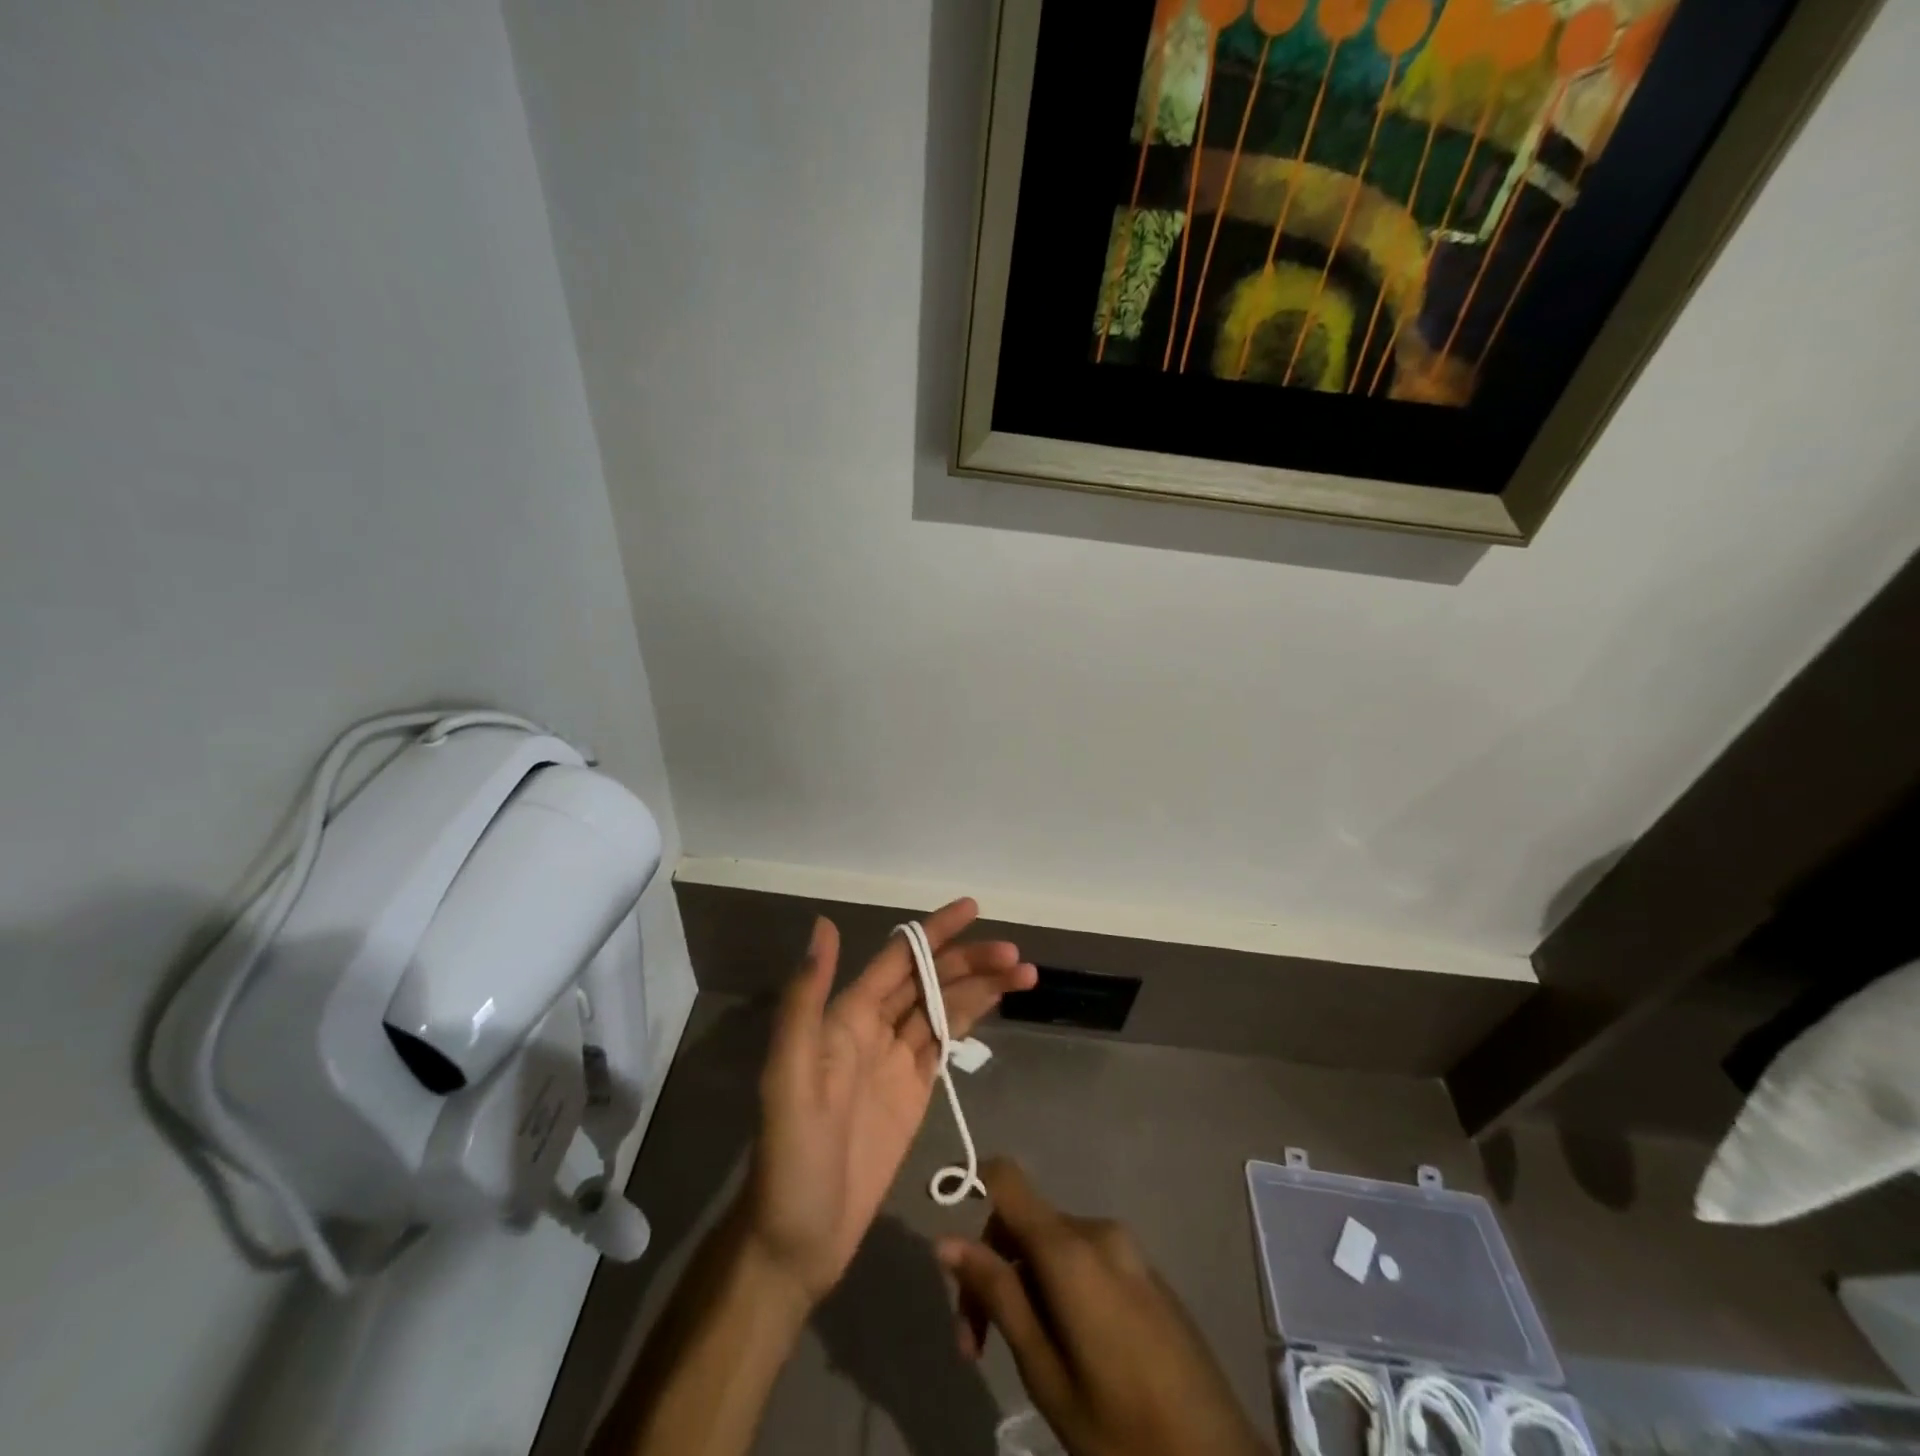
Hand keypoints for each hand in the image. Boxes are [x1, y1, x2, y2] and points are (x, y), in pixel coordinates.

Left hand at [742, 899, 1035, 1303]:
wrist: (797, 1242)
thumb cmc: (791, 1158)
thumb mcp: (789, 1075)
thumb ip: (806, 999)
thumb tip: (823, 925)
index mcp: (845, 1018)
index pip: (898, 959)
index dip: (934, 933)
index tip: (974, 908)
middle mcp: (872, 1029)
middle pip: (929, 981)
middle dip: (970, 962)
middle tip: (1015, 957)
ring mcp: (895, 1062)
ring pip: (943, 1008)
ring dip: (980, 988)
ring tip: (1024, 974)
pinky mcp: (913, 1094)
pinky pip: (944, 1043)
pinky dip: (971, 1020)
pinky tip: (995, 1005)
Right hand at [938, 1159, 1270, 1455]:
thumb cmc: (1122, 1430)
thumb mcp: (1046, 1371)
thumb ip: (998, 1296)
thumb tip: (947, 1241)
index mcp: (1071, 1248)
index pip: (1006, 1179)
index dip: (970, 1190)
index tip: (951, 1254)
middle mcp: (1098, 1231)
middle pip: (1025, 1223)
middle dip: (994, 1271)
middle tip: (976, 1349)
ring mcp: (1128, 1249)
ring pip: (1053, 1245)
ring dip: (1026, 1285)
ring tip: (1023, 1357)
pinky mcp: (1146, 1272)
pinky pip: (1086, 1259)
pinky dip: (1060, 1288)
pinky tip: (1067, 1348)